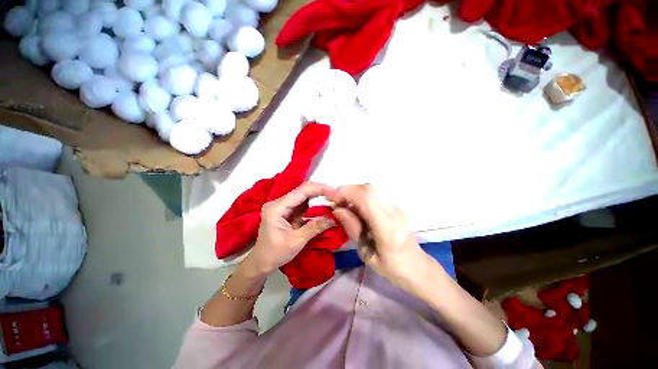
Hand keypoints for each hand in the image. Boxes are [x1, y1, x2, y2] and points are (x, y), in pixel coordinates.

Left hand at [239, 181, 336, 276]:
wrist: (261, 263)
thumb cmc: (275, 254)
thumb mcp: (296, 241)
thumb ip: (315, 227)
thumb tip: (333, 218)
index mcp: (277, 207)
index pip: (301, 191)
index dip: (319, 189)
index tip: (334, 192)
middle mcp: (279, 202)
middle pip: (302, 191)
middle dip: (320, 192)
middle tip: (336, 196)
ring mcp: (283, 206)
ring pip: (304, 196)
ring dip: (318, 197)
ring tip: (333, 200)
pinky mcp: (287, 211)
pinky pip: (303, 204)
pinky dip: (314, 205)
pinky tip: (324, 206)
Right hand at [328, 184, 433, 289]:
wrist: (417, 267)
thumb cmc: (392, 268)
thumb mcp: (367, 254)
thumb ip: (353, 228)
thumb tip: (338, 210)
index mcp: (387, 228)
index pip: (366, 198)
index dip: (347, 193)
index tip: (333, 200)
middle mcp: (394, 213)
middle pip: (369, 189)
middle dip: (348, 191)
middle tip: (337, 203)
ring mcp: (396, 208)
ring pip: (371, 190)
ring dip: (354, 193)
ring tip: (344, 206)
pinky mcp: (395, 207)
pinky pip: (375, 195)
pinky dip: (361, 197)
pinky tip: (356, 209)